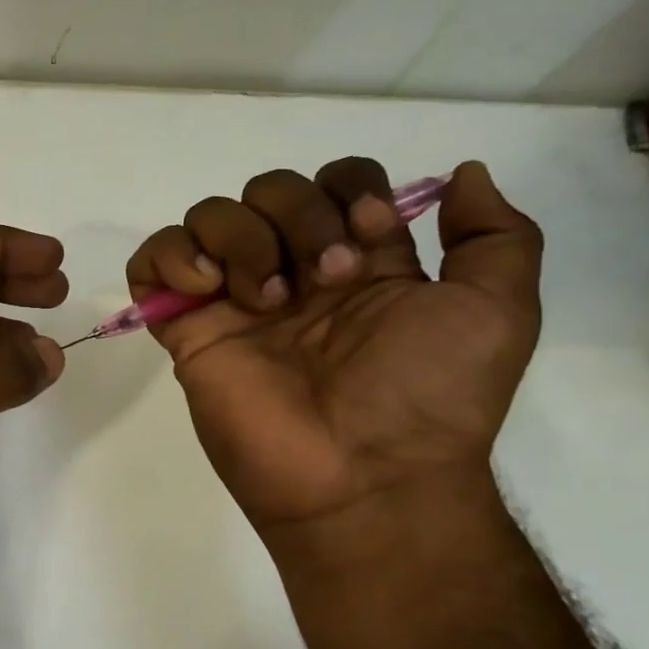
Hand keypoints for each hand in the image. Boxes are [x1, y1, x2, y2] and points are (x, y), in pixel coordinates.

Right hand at [127, 159, 541, 535]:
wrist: (362, 475)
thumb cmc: (428, 395)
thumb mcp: (498, 310)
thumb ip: (496, 235)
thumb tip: (463, 173)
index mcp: (358, 262)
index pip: (335, 180)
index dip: (349, 190)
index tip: (370, 237)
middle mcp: (292, 271)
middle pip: (269, 188)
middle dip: (298, 216)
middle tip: (322, 282)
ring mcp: (233, 300)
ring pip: (209, 215)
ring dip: (239, 237)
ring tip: (263, 299)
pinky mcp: (186, 329)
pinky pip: (150, 263)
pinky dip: (171, 257)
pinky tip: (206, 289)